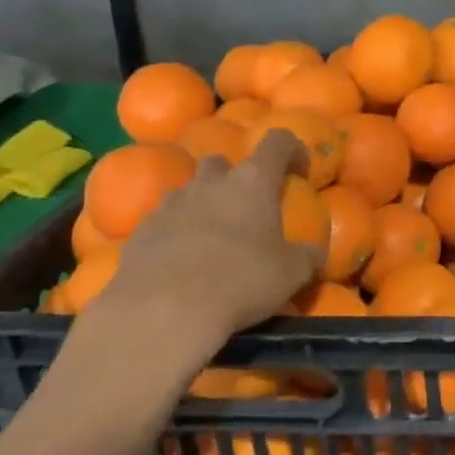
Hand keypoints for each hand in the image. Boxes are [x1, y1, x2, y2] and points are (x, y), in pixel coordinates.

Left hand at [93, 130, 321, 372]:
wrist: (161, 313)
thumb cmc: (240, 281)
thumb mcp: (292, 273)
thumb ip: (307, 256)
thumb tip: (315, 253)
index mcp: (253, 182)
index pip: (278, 141)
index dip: (293, 149)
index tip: (300, 171)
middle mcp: (210, 183)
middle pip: (222, 161)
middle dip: (235, 177)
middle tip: (247, 207)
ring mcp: (170, 204)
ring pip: (188, 189)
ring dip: (202, 203)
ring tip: (212, 236)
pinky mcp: (139, 232)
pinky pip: (162, 221)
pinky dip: (175, 232)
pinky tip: (181, 261)